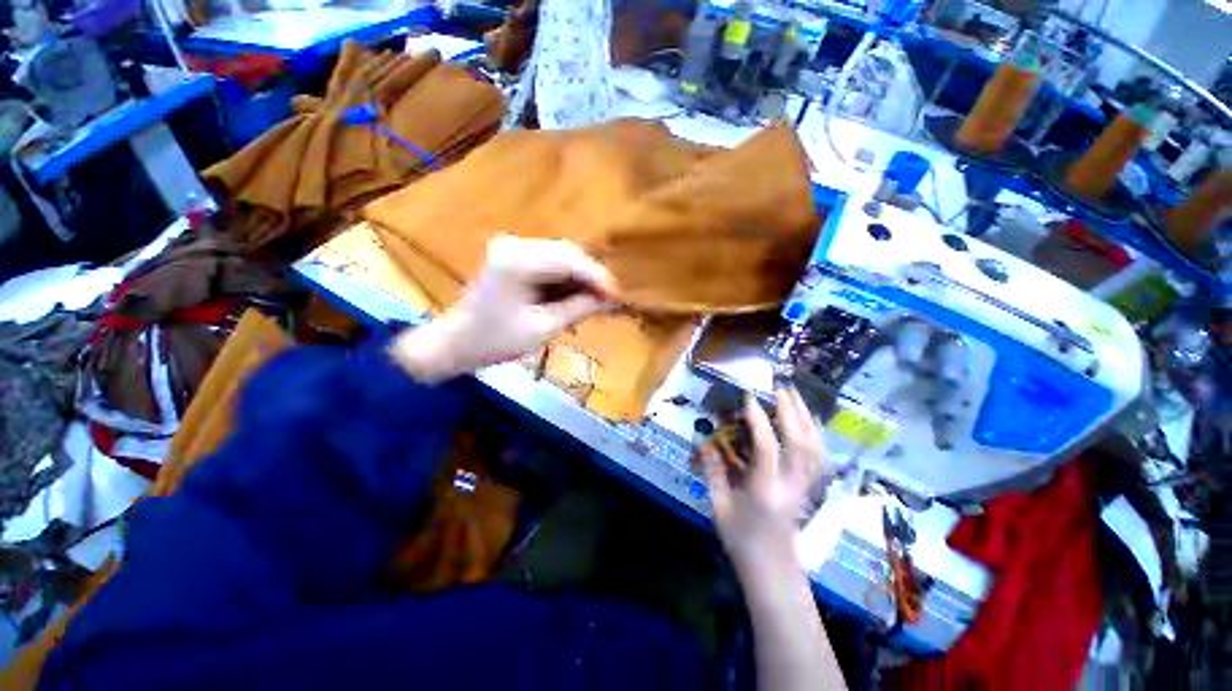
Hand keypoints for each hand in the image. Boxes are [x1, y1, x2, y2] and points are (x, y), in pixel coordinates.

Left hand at [391, 235, 615, 381]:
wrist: (455, 342)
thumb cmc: (494, 341)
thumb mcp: (542, 329)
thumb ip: (578, 309)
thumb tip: (610, 300)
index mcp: (517, 261)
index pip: (570, 260)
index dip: (597, 277)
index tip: (617, 297)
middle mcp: (515, 244)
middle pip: (567, 253)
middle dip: (591, 277)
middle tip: (608, 301)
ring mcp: (513, 248)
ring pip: (562, 257)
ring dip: (580, 279)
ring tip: (593, 303)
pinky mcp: (514, 257)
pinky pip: (550, 263)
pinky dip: (565, 280)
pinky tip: (574, 298)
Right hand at [702, 389, 829, 572]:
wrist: (773, 570)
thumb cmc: (741, 539)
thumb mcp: (719, 506)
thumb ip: (713, 471)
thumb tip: (703, 441)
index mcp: (764, 491)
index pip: (766, 448)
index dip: (759, 419)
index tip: (749, 396)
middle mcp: (790, 486)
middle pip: (800, 444)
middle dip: (791, 412)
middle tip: (779, 388)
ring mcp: (805, 487)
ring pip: (814, 448)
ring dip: (806, 418)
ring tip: (794, 396)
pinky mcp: (810, 487)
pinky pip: (818, 456)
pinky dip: (814, 433)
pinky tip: (806, 420)